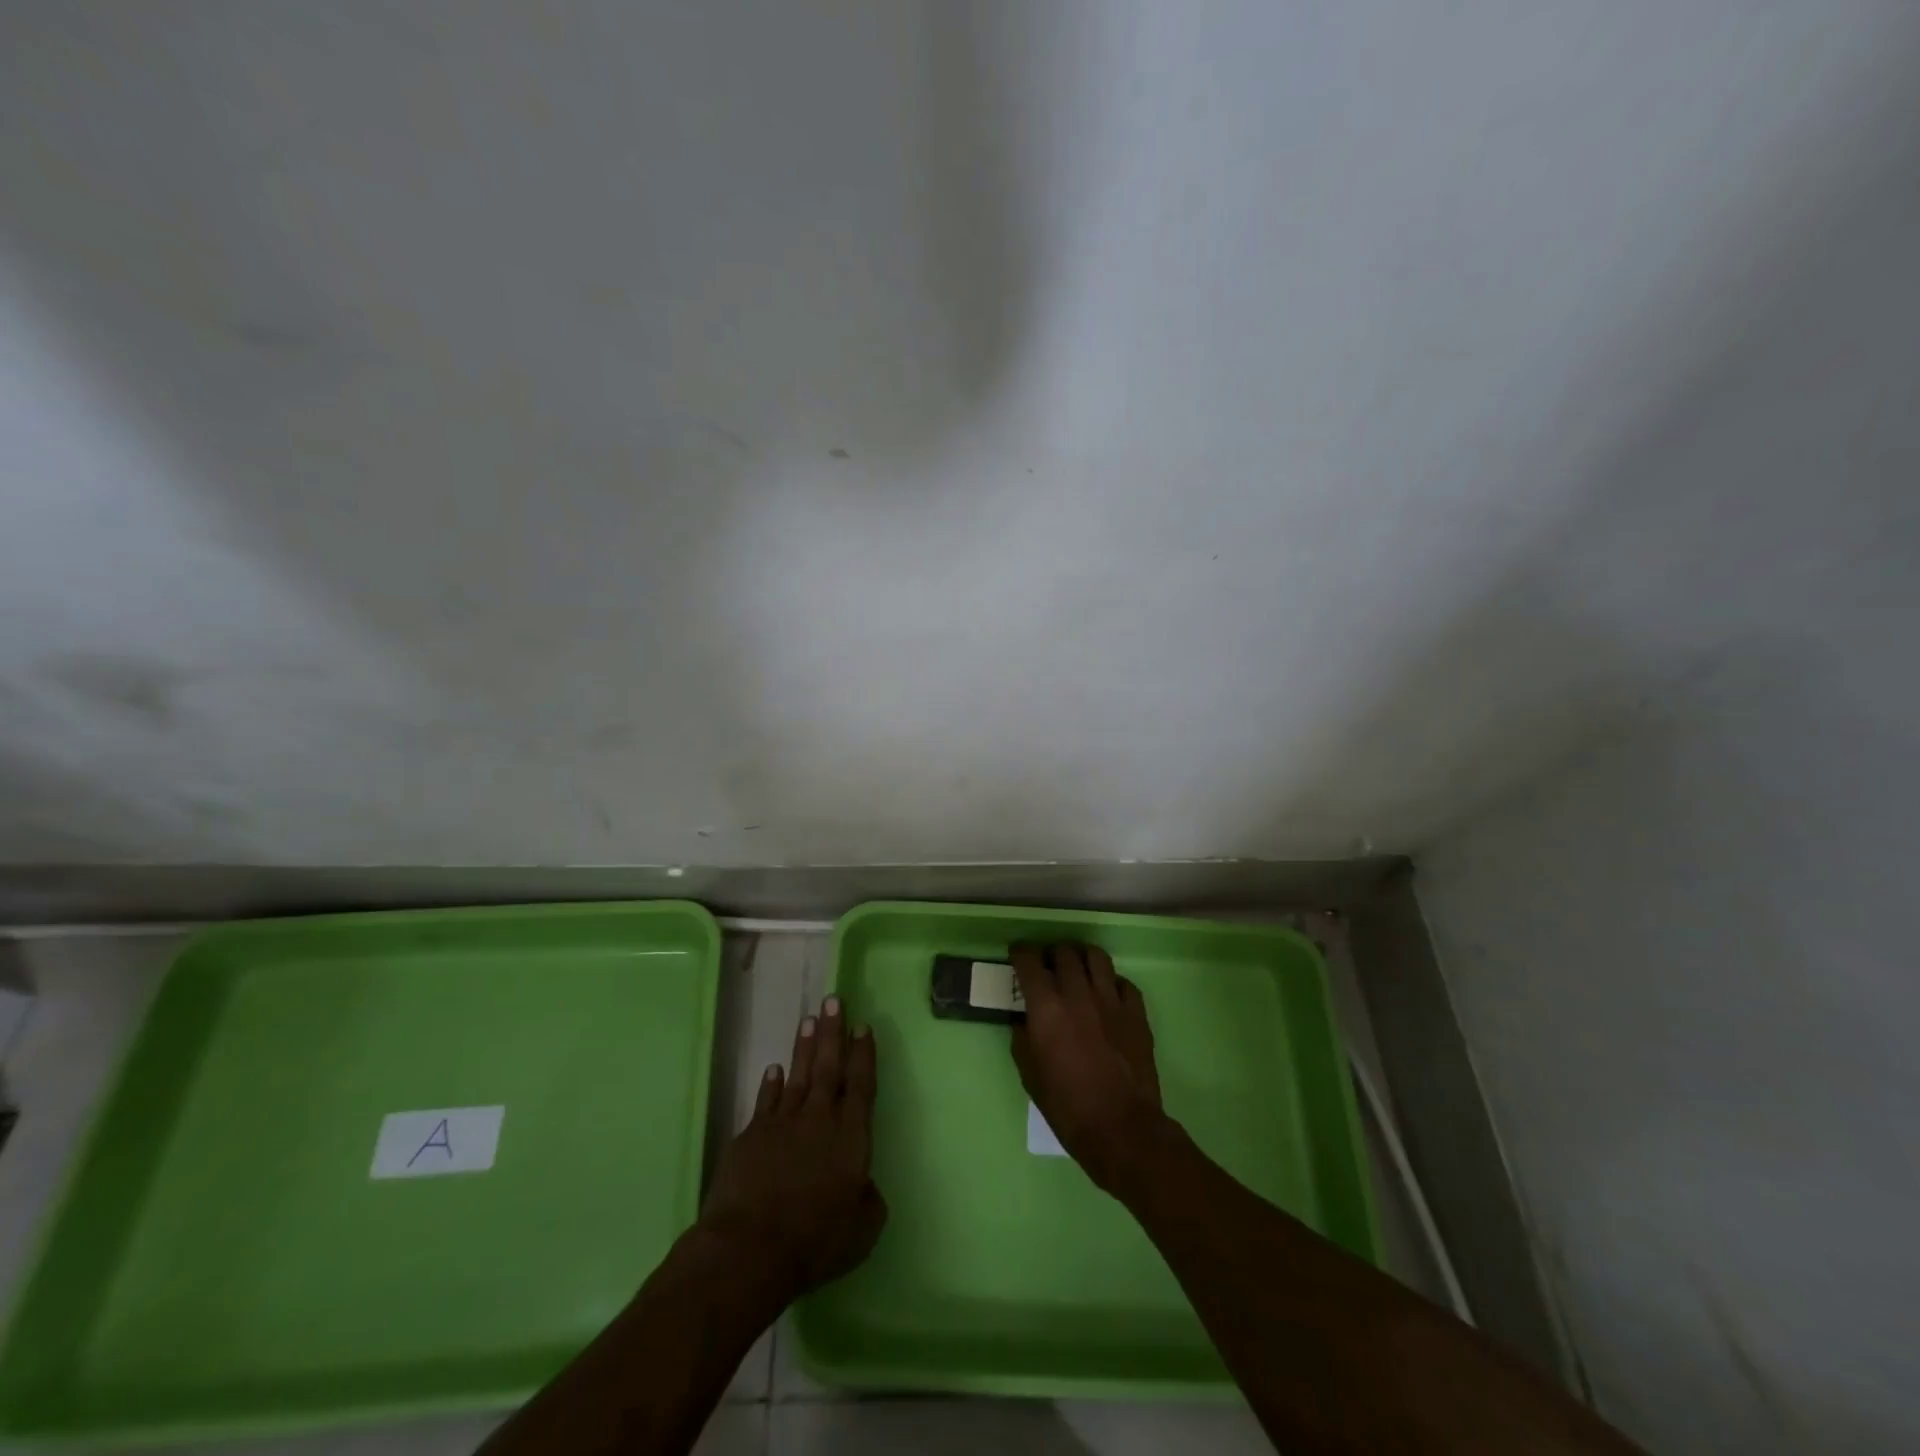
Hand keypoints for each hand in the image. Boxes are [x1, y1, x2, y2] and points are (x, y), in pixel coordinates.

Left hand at [697, 997, 887, 1303]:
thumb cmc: (815, 1241)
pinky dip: (770, 1084)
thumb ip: (868, 1199)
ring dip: (804, 1047)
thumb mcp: (862, 1230)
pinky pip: (764, 1100)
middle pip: (828, 1067)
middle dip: (833, 1032)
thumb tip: (863, 1184)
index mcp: (851, 1137)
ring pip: (797, 1075)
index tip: (862, 1026)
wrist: (750, 1248)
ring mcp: (782, 1123)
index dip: (863, 1054)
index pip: (861, 1085)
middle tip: (833, 999)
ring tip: (809, 1020)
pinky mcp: (751, 1135)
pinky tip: (774, 1069)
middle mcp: (819, 1120)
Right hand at [1010, 942, 1168, 1193]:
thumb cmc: (1067, 1106)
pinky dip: (1111, 982)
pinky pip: (1123, 983)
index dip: (1020, 953)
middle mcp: (1078, 993)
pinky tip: (1107, 994)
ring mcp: (1111, 1000)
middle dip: (1052, 954)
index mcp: (1046, 1007)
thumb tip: (1025, 1019)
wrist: (1121, 1127)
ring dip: (1082, 957)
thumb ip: (1023, 1038)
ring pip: (1096, 957)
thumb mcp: (1029, 1074)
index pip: (1029, 961)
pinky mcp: (1136, 1012)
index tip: (1017, 955)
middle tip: (1048, 965)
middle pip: (1064, 952)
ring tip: (1078, 968)